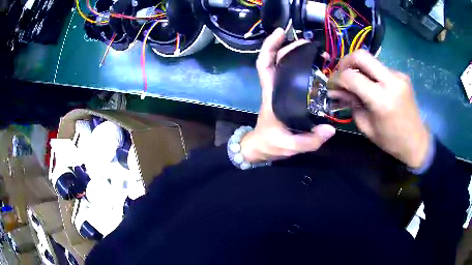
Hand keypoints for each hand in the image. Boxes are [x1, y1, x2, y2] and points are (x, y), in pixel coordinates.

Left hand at [240, 28, 335, 162]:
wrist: (262, 148)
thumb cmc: (271, 145)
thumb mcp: (290, 146)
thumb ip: (310, 141)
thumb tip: (330, 129)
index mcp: (271, 95)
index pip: (265, 65)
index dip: (269, 47)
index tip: (280, 33)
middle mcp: (274, 88)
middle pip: (276, 60)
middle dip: (288, 46)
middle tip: (309, 43)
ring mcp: (280, 90)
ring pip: (282, 65)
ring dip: (294, 52)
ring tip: (314, 49)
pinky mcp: (286, 95)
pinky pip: (290, 74)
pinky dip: (299, 65)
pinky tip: (313, 63)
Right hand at [328, 50, 429, 167]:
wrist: (416, 141)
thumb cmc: (391, 141)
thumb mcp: (366, 127)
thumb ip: (351, 104)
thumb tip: (336, 90)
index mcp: (382, 100)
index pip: (351, 77)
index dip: (336, 79)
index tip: (332, 86)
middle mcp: (391, 81)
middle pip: (361, 55)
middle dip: (345, 62)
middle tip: (341, 74)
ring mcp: (398, 75)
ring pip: (371, 60)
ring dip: (359, 68)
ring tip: (356, 83)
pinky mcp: (402, 75)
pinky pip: (381, 68)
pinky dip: (372, 74)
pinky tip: (372, 86)